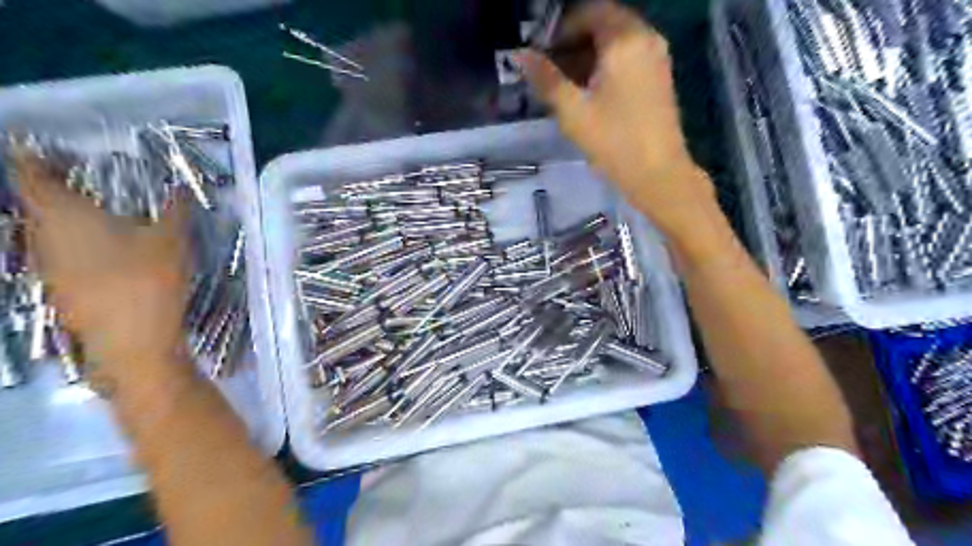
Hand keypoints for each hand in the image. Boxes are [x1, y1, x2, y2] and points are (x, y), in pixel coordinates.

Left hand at [9, 148, 188, 381]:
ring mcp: (48, 266)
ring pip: (48, 232)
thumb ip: (176, 210)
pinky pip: (61, 255)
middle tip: (83, 181)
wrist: (132, 341)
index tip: (43, 149)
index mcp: (66, 215)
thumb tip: (180, 187)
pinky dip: (77, 246)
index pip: (31, 175)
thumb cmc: (148, 280)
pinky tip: (107, 255)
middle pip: (37, 204)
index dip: (32, 158)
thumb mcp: (173, 239)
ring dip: (67, 219)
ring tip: (100, 216)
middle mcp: (44, 236)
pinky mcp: (60, 289)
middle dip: (54, 189)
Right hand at [520, 0, 716, 236]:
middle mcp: (646, 38)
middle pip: (604, 23)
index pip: (588, 12)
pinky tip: (590, 91)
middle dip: (574, 41)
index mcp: (625, 39)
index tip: (541, 53)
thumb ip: (545, 78)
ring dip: (589, 54)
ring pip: (617, 40)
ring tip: (565, 83)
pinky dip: (606, 64)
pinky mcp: (660, 76)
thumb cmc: (614, 141)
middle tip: (550, 68)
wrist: (658, 174)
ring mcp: (657, 56)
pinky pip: (629, 55)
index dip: (560, 28)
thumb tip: (519, 54)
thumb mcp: (572, 111)